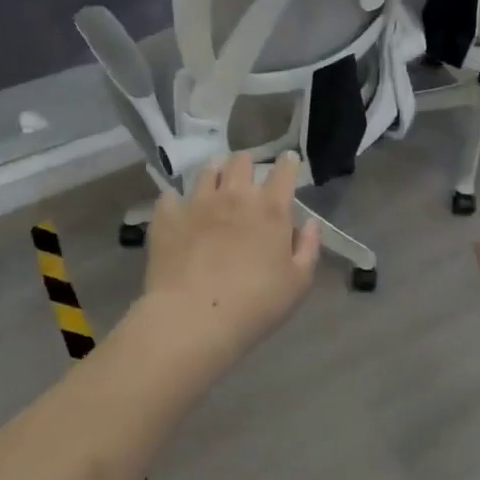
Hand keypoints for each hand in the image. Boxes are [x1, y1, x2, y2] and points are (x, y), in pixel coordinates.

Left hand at [136, 152, 320, 372]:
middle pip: (241, 161)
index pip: (284, 171)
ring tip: (215, 181)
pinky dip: (175, 201)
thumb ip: (308, 248)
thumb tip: (310, 223)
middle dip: (247, 163)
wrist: (193, 318)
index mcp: (271, 209)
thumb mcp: (298, 283)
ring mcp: (198, 203)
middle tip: (247, 175)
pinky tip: (177, 209)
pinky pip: (170, 197)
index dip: (288, 162)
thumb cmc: (255, 305)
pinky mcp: (168, 217)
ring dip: (215, 172)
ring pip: (207, 171)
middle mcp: (235, 196)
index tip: (288, 161)